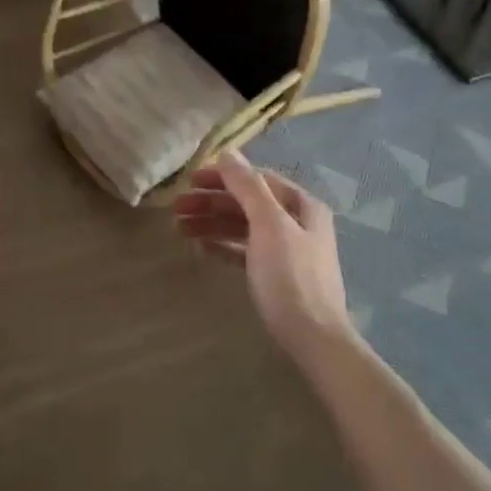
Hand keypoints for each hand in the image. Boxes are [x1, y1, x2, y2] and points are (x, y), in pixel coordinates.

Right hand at [172, 151, 352, 354]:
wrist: (313, 338)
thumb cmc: (291, 277)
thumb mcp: (268, 225)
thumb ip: (248, 187)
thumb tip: (228, 152)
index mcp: (302, 206)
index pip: (257, 180)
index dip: (224, 177)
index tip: (190, 180)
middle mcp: (297, 223)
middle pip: (248, 203)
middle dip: (212, 202)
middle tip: (176, 207)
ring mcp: (287, 251)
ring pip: (244, 227)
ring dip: (213, 223)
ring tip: (179, 227)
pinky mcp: (276, 276)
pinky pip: (245, 251)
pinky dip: (224, 246)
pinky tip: (201, 247)